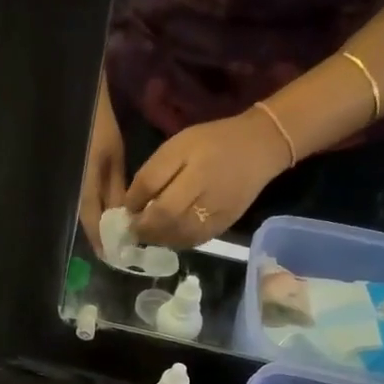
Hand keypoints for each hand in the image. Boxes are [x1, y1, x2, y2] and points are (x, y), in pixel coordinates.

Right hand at [78, 81, 127, 246]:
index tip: (118, 259)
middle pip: (88, 223)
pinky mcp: (69, 177)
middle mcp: (72, 193)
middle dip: (103, 236)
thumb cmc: (96, 123)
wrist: (71, 96)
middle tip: (122, 249)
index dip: (106, 244)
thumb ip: (117, 189)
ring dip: (100, 223)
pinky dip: (96, 208)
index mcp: (82, 190)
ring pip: (85, 212)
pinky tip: (108, 210)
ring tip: (118, 233)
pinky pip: (84, 199)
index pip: (94, 227)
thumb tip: (126, 219)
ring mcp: (68, 185)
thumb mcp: (113, 157)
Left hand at [125, 109, 291, 247]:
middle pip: (167, 222)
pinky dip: (176, 241)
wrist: (259, 148)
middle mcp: (207, 198)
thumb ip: (152, 175)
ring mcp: (218, 215)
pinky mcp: (224, 226)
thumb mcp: (177, 147)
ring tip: (148, 231)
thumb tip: (130, 205)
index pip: (157, 199)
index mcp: (195, 173)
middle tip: (132, 227)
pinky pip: (194, 241)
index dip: (136, 210)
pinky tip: (168, 234)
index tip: (124, 213)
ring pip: (179, 237)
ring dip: (158, 238)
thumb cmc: (212, 142)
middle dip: (144, 228)